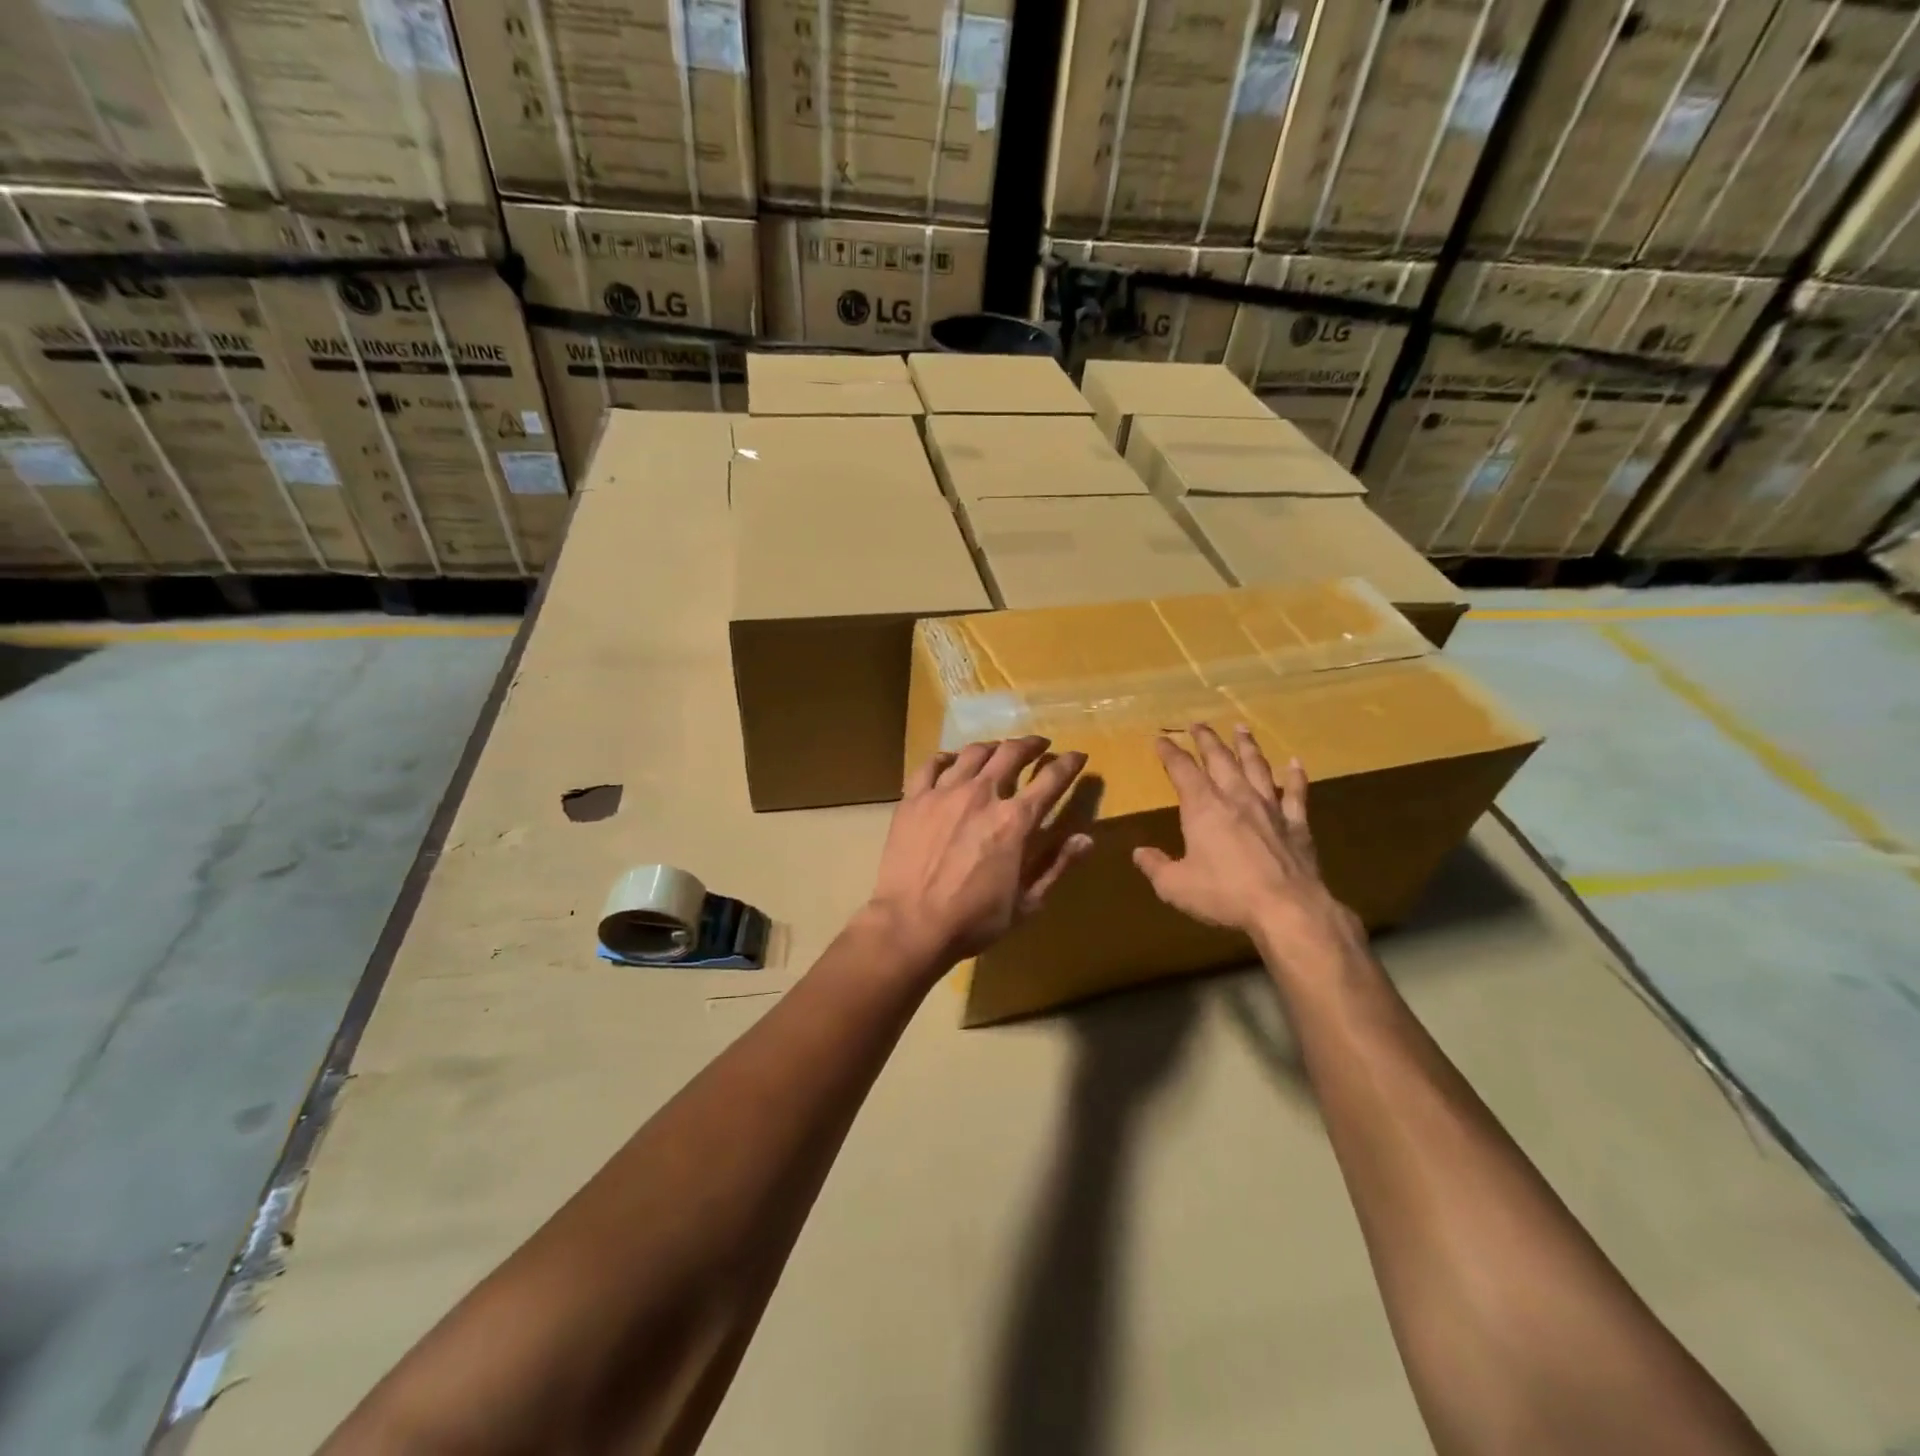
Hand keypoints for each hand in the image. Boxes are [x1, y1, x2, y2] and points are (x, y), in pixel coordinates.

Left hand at [866, 736, 1094, 973]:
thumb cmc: (974, 920)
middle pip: (1011, 753)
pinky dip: (946, 758)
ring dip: (992, 747)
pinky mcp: (914, 799)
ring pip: (973, 753)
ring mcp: (944, 793)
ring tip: (998, 749)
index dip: (1069, 764)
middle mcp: (982, 795)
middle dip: (1031, 745)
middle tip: (1039, 745)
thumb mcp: (1026, 903)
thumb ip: (1057, 866)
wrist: (911, 925)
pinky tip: (951, 760)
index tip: (1077, 756)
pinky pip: (931, 765)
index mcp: (1015, 820)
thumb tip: (1086, 838)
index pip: (1051, 780)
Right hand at [1133, 724, 1363, 972]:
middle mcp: (1235, 797)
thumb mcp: (1175, 885)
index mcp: (1203, 806)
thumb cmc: (1224, 894)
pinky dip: (1295, 776)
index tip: (1161, 739)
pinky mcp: (1296, 824)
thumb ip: (1155, 866)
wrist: (1286, 908)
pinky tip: (1295, 763)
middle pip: (1219, 759)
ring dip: (1247, 746)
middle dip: (1206, 739)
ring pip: (1257, 767)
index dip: (1170, 753)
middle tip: (1198, 724)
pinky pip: (1296, 793)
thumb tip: (1139, 853)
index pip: (1182, 769)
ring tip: (1241, 728)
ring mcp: (1269, 807)